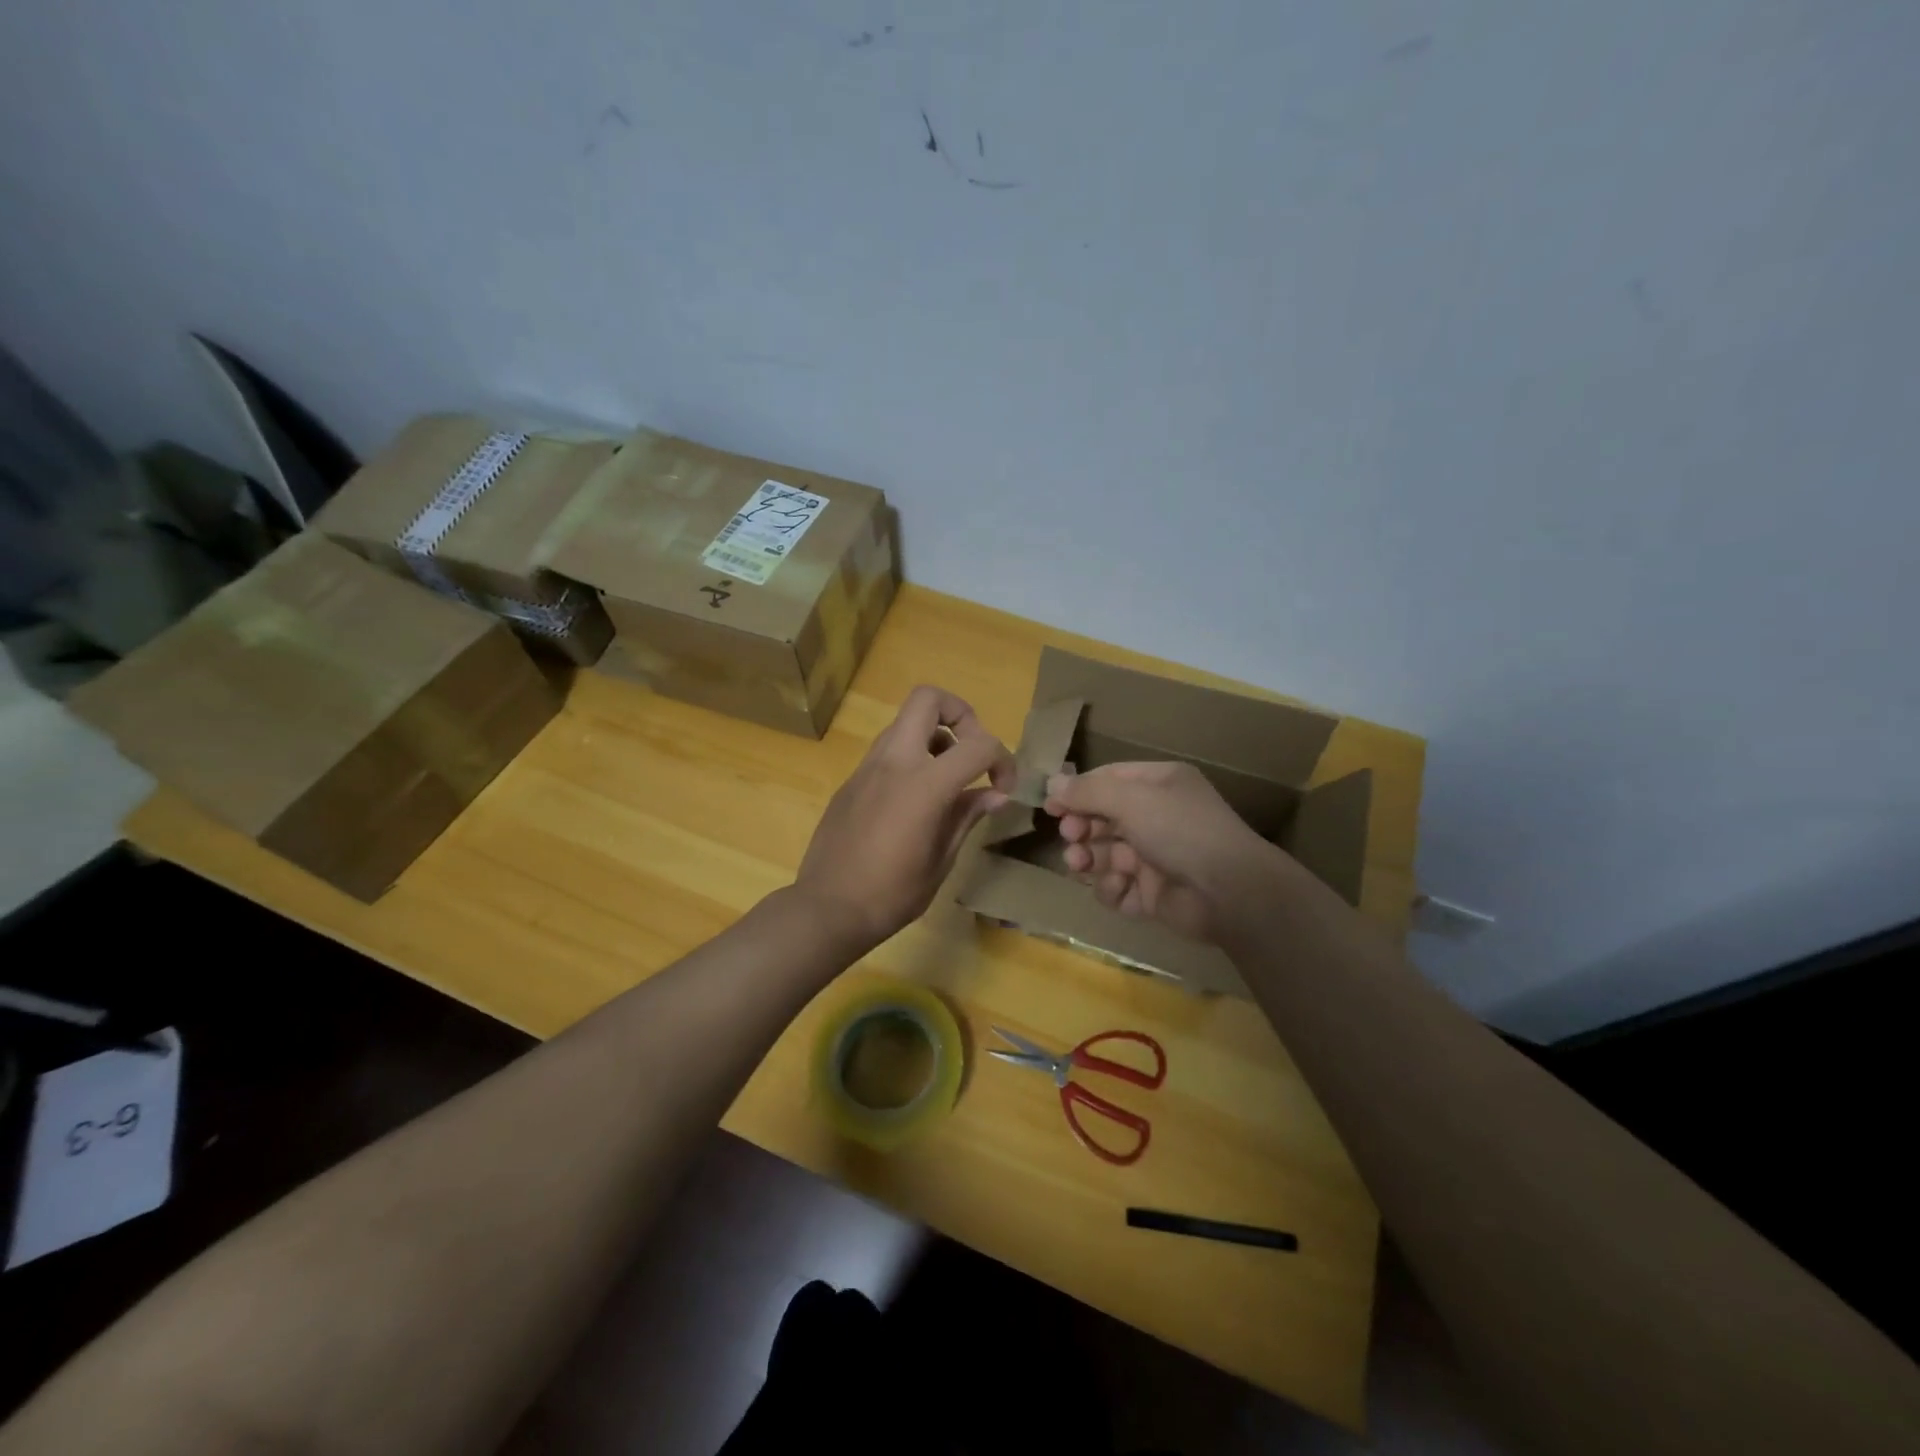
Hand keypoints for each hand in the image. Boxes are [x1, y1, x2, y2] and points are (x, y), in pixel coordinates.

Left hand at [795, 686, 1015, 952]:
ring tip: (947, 780)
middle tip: (971, 752)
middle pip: (927, 699)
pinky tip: (915, 802)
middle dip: (960, 714)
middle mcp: (893, 762)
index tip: (1004, 788)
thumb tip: (995, 794)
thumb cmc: (891, 894)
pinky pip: (887, 751)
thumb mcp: (941, 861)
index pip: (979, 744)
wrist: (826, 909)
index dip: (1003, 760)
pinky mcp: (851, 781)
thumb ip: (967, 817)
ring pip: (904, 723)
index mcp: (923, 784)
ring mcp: (866, 768)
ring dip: (934, 736)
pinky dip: (911, 758)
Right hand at [1044, 761, 1291, 942]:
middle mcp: (1157, 817)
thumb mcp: (1131, 799)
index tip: (1049, 806)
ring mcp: (1154, 857)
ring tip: (1081, 865)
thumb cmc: (1180, 830)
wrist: (1229, 893)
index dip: (1077, 791)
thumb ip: (1087, 791)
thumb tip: (1051, 783)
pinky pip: (1118, 887)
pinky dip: (1112, 888)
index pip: (1108, 779)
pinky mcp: (1152, 893)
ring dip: (1088, 859)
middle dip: (1081, 828)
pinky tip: (1119, 887)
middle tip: (1072, 837)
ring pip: (1104, 854)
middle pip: (1103, 818)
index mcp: (1160, 785)